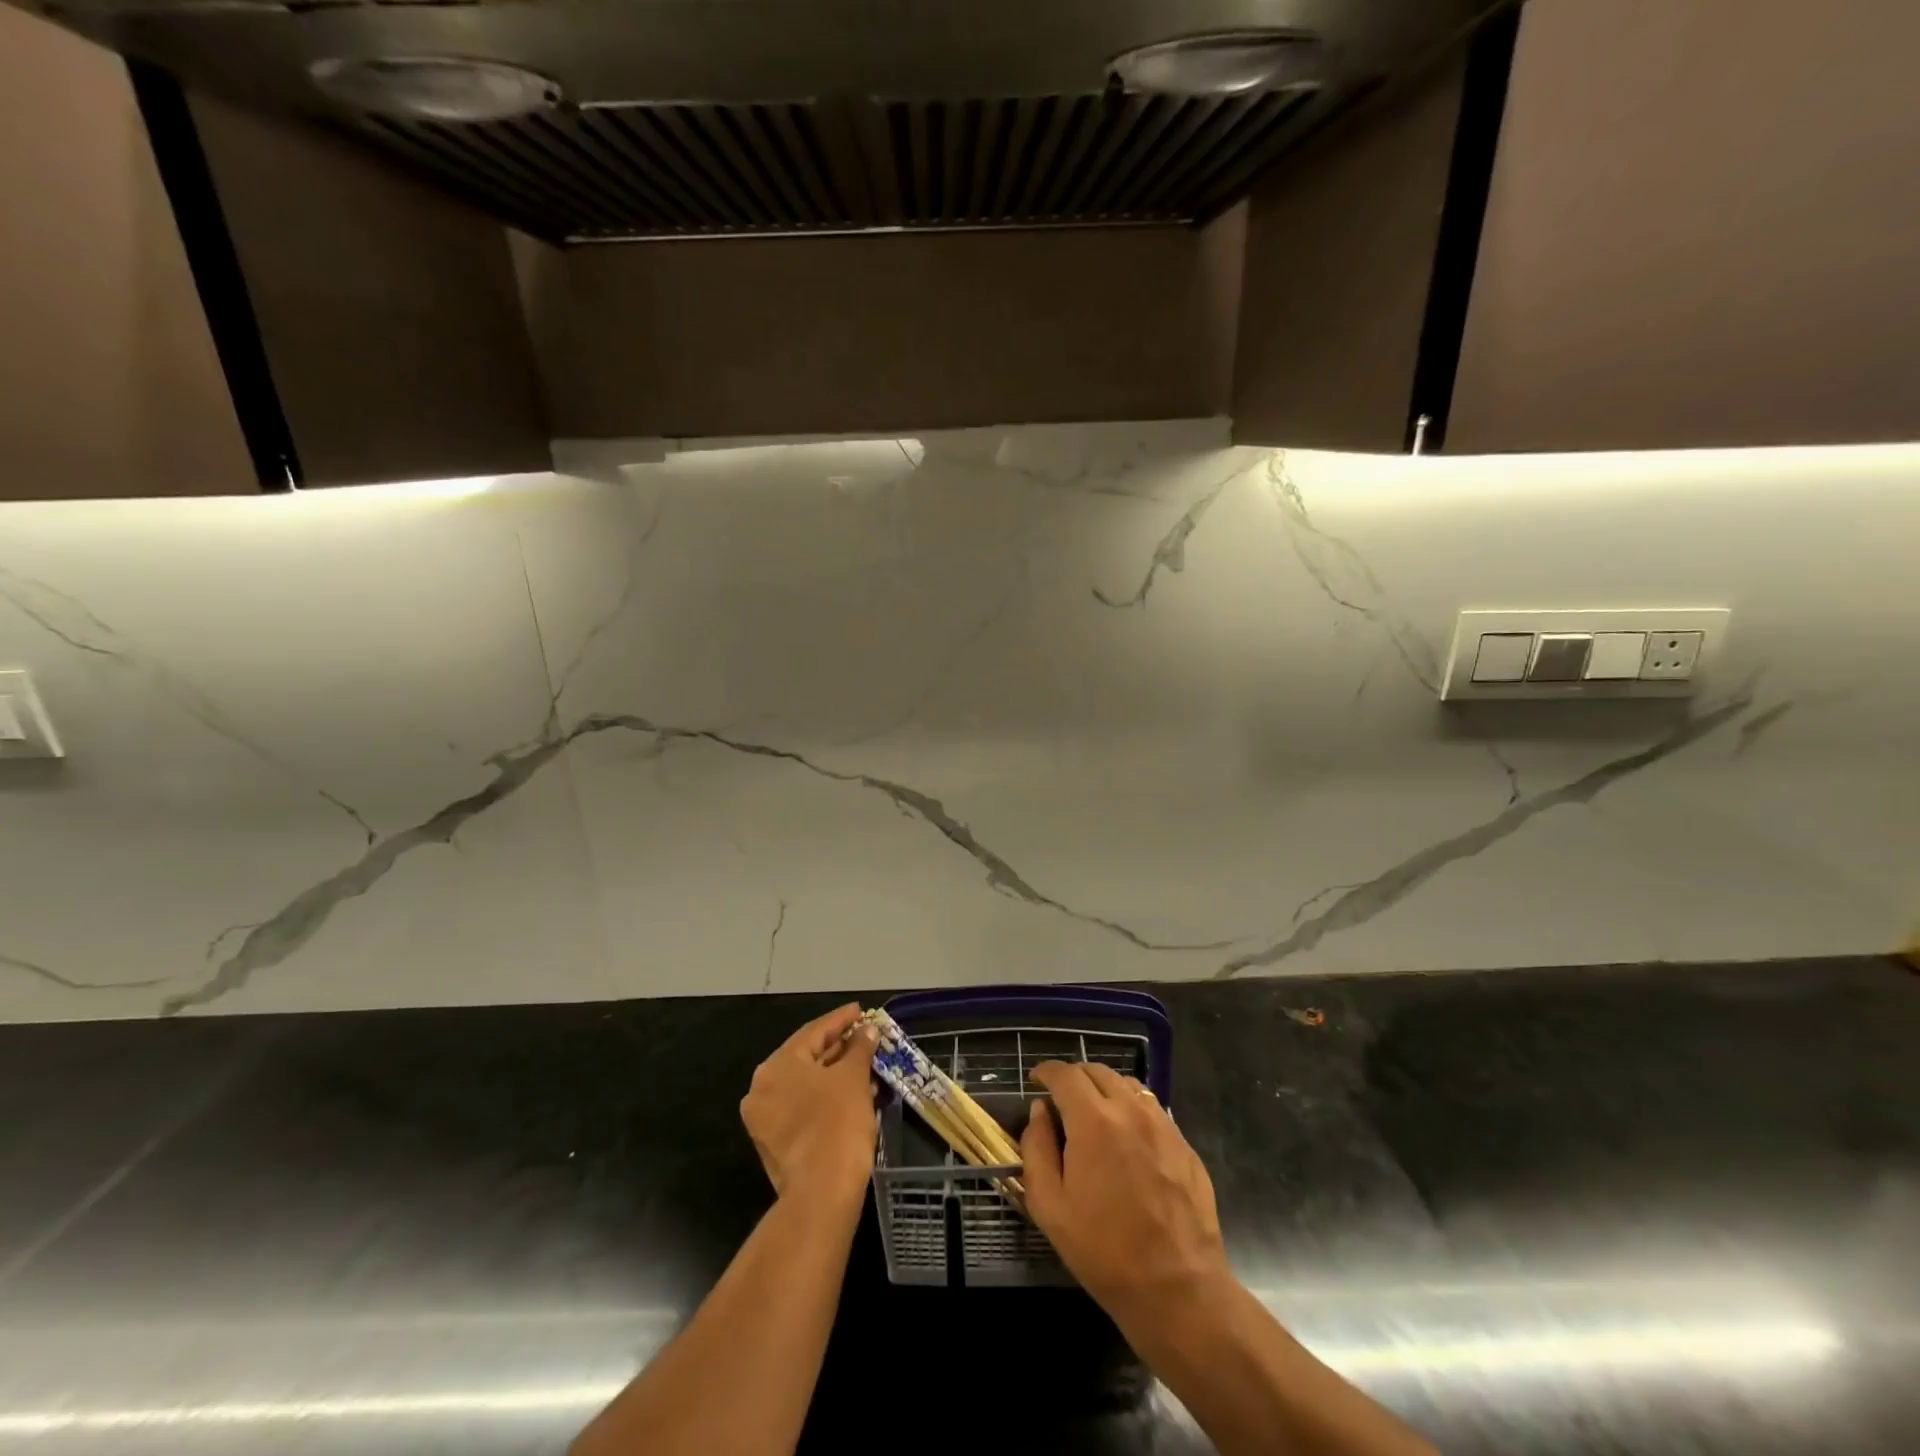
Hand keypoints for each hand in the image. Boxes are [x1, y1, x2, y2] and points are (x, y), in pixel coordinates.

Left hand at [740, 1003, 878, 1208]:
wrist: (822, 1192)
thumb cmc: (837, 1122)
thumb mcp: (854, 1077)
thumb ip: (859, 1048)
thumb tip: (867, 1031)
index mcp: (776, 1066)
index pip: (813, 1032)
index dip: (841, 1019)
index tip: (861, 1011)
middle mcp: (762, 1088)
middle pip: (806, 1057)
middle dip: (839, 1048)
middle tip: (865, 1038)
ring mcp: (765, 1119)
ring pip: (806, 1085)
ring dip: (836, 1074)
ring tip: (866, 1066)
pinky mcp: (775, 1144)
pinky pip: (803, 1107)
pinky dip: (826, 1097)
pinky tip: (854, 1094)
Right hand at [1021, 1061, 1232, 1320]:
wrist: (1178, 1289)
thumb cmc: (1104, 1250)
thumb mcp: (1049, 1206)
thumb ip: (1036, 1149)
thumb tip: (1040, 1112)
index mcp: (1093, 1120)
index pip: (1065, 1074)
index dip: (1046, 1071)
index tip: (1036, 1081)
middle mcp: (1130, 1110)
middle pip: (1097, 1071)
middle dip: (1074, 1078)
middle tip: (1062, 1100)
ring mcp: (1162, 1125)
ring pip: (1128, 1085)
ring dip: (1105, 1089)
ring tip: (1095, 1115)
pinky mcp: (1184, 1144)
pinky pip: (1152, 1109)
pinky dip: (1132, 1109)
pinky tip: (1128, 1139)